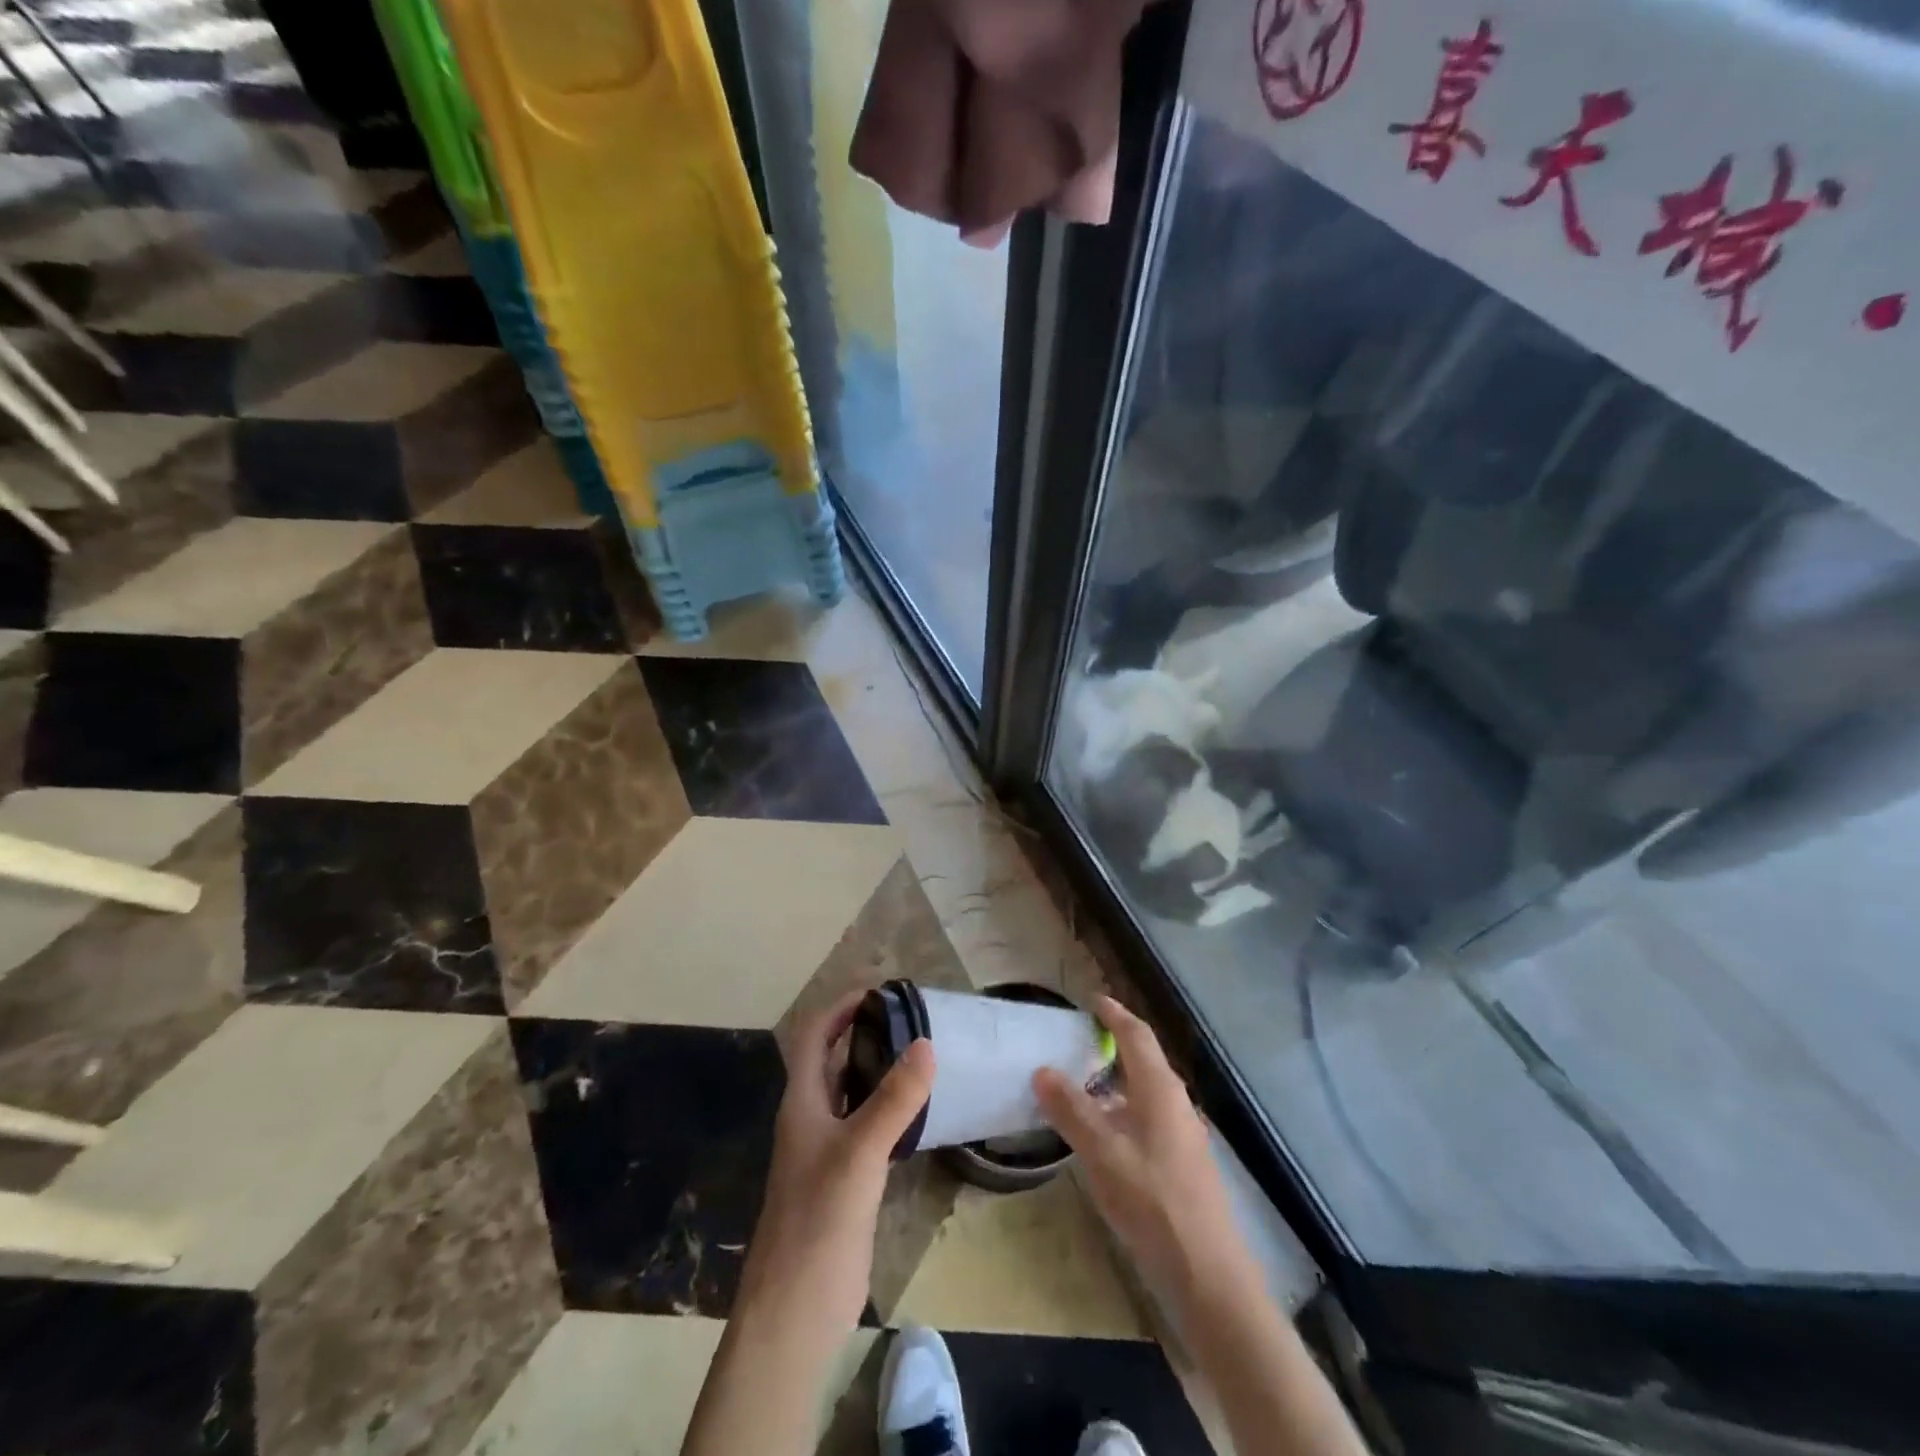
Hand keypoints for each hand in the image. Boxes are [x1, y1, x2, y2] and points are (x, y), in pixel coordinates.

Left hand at [735, 992, 934, 1337]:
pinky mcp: (846, 1179)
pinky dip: (889, 1107)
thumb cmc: (819, 1220)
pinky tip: (919, 1108)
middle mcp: (812, 1118)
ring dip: (878, 1068)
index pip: (816, 1035)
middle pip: (833, 1059)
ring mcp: (828, 1150)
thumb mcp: (860, 1152)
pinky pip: (868, 1126)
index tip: (880, 989)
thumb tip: (926, 1043)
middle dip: (864, 1031)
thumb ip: (895, 1099)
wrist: (796, 1309)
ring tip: (920, 1051)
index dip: (841, 1006)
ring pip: (852, 1093)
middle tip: (910, 1016)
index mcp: (803, 1102)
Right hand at [1034, 996, 1248, 1298]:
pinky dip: (1122, 1110)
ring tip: (1081, 1085)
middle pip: (1144, 1060)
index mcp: (1160, 1088)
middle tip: (1077, 1040)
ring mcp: (1183, 1133)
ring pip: (1145, 1092)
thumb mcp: (1102, 1152)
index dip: (1114, 1014)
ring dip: (1115, 1081)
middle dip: (1113, 1045)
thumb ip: (1071, 1109)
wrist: (1206, 1271)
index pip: (1136, 1034)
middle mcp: (1176, 1102)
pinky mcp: (1183, 1162)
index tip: (1091, 1000)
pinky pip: (1148, 1117)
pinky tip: (1102, 1133)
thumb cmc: (1152, 1200)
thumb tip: (1043, 1070)